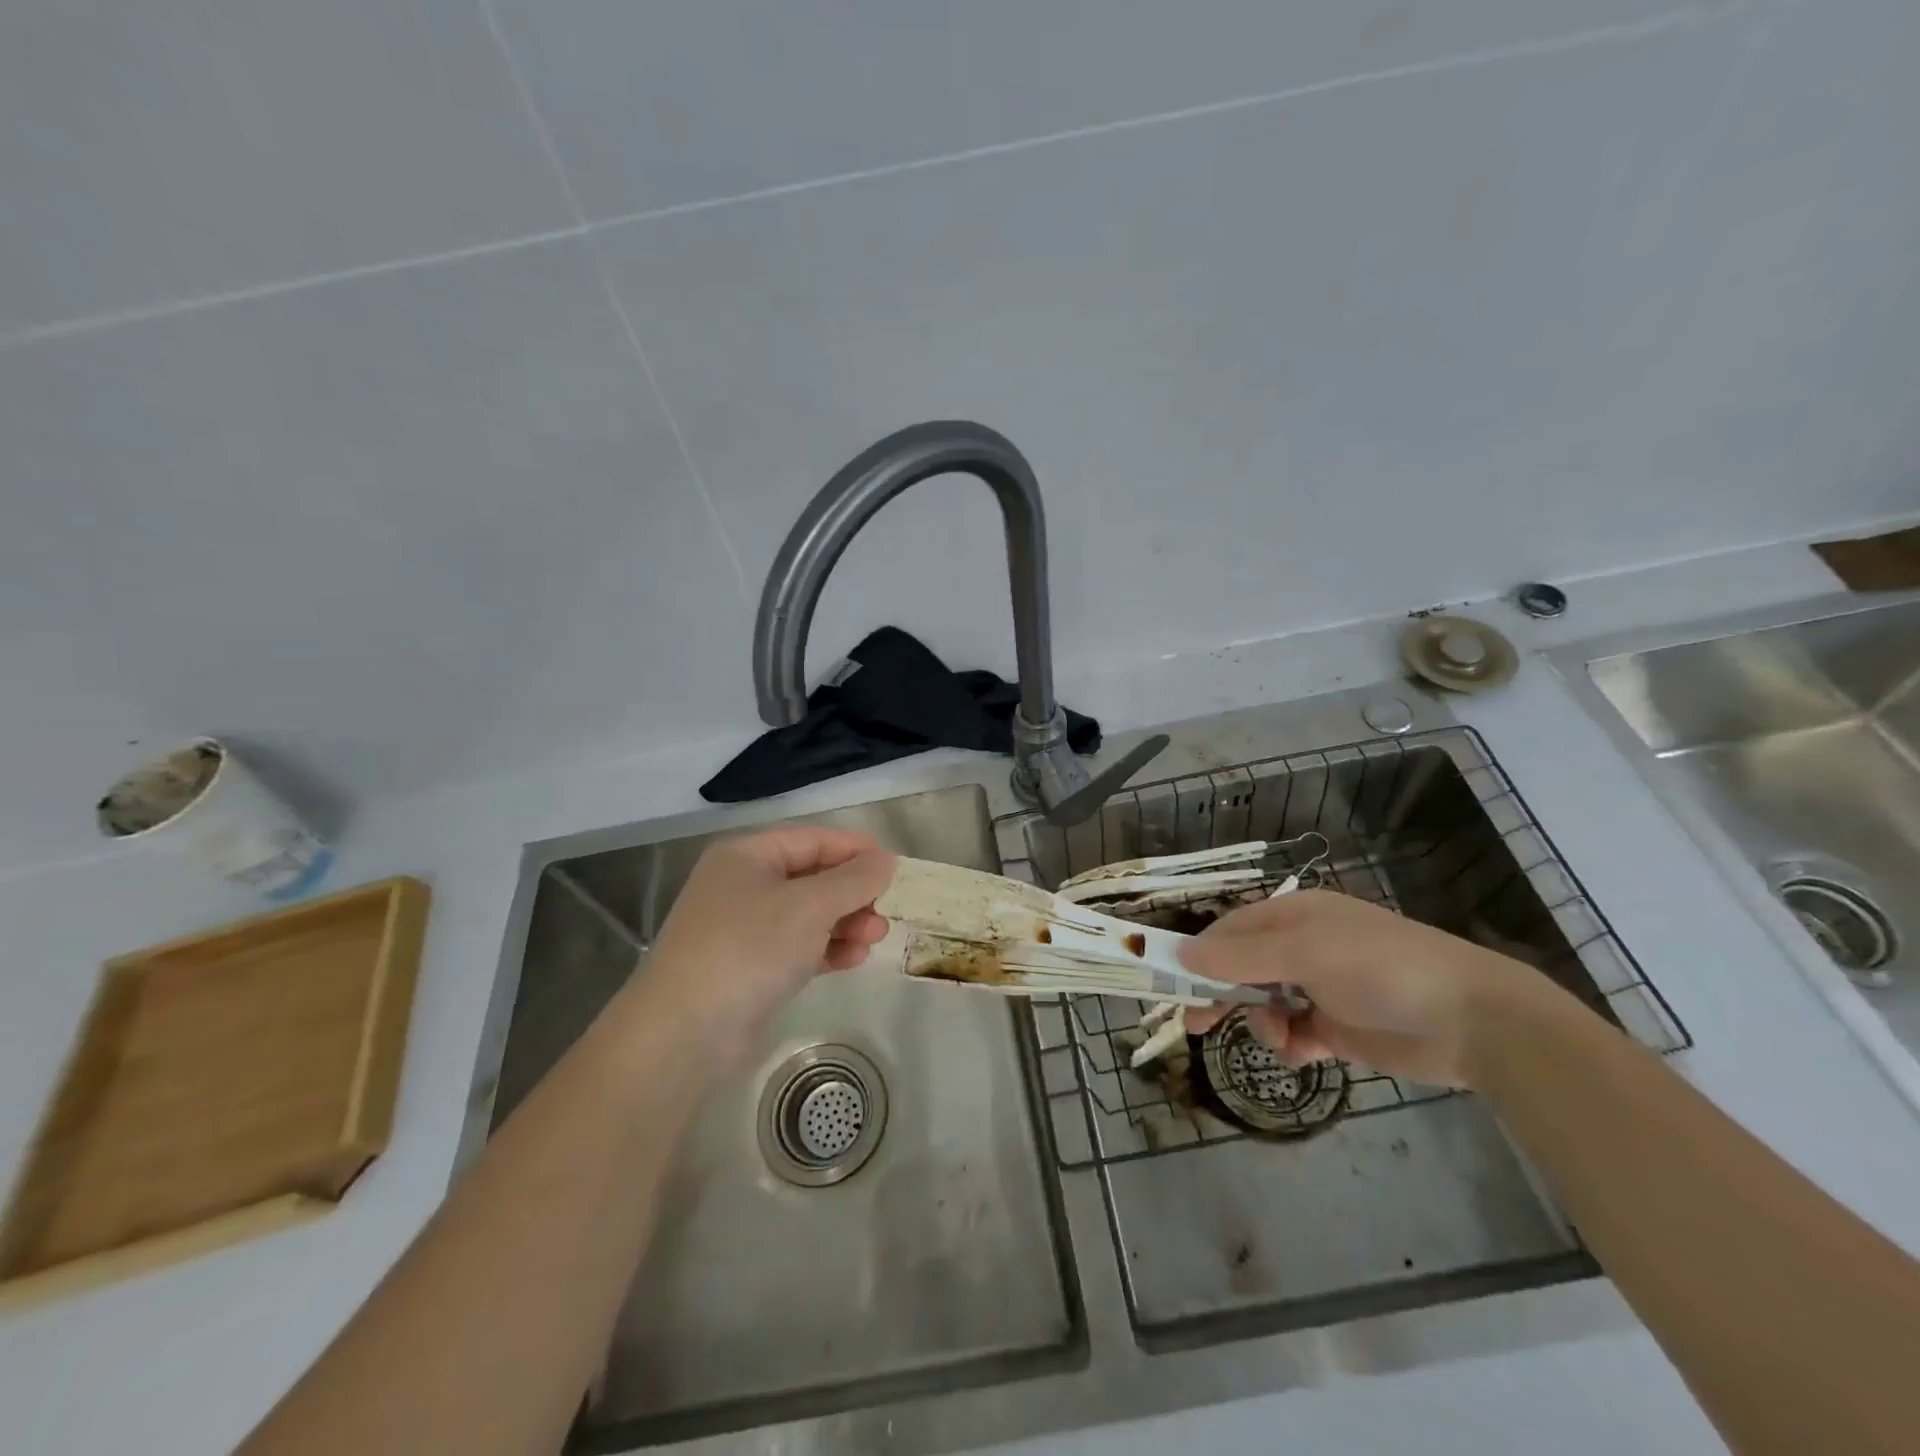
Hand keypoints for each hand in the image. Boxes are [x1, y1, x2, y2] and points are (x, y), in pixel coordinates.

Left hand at [634, 827, 895, 1064]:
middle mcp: (743, 886)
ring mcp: (743, 929)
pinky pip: (797, 947)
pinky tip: (853, 960)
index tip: (893, 867)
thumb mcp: (810, 906)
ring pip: (807, 915)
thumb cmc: (749, 948)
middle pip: (811, 878)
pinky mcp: (749, 968)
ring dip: (844, 923)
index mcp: (747, 856)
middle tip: (885, 913)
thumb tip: (885, 860)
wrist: (685, 1033)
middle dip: (852, 893)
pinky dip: (826, 949)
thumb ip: (854, 880)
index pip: (812, 840)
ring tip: (875, 939)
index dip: (854, 849)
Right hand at [1178, 890, 1559, 1087]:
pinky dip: (1292, 1043)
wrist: (1474, 1022)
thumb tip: (1183, 952)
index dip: (1199, 954)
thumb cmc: (1382, 969)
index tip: (1171, 982)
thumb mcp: (1306, 954)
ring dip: (1262, 1022)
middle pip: (1242, 967)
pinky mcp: (1339, 1026)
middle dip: (1221, 994)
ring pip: (1264, 1004)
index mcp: (1294, 916)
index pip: (1229, 930)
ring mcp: (1322, 987)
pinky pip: (1295, 1032)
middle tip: (1196, 1026)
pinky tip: (1306, 1051)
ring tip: (1281, 1039)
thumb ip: (1242, 957)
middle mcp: (1303, 947)